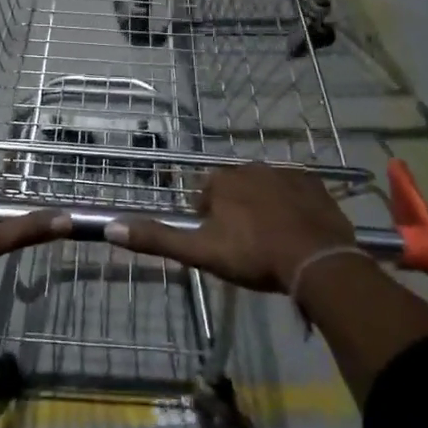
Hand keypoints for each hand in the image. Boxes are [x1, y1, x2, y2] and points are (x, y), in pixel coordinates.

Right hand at [103, 164, 354, 292]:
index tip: (220, 245)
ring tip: (273, 241)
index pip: (205, 195)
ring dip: (264, 207)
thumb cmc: (254, 255)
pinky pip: (296, 191)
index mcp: (222, 181)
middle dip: (237, 211)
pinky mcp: (314, 184)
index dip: (209, 221)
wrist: (316, 260)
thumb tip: (110, 227)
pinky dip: (293, 206)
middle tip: (247, 246)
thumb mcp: (201, 252)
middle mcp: (250, 168)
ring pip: (265, 189)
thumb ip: (157, 239)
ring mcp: (285, 173)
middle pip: (235, 189)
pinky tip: (297, 231)